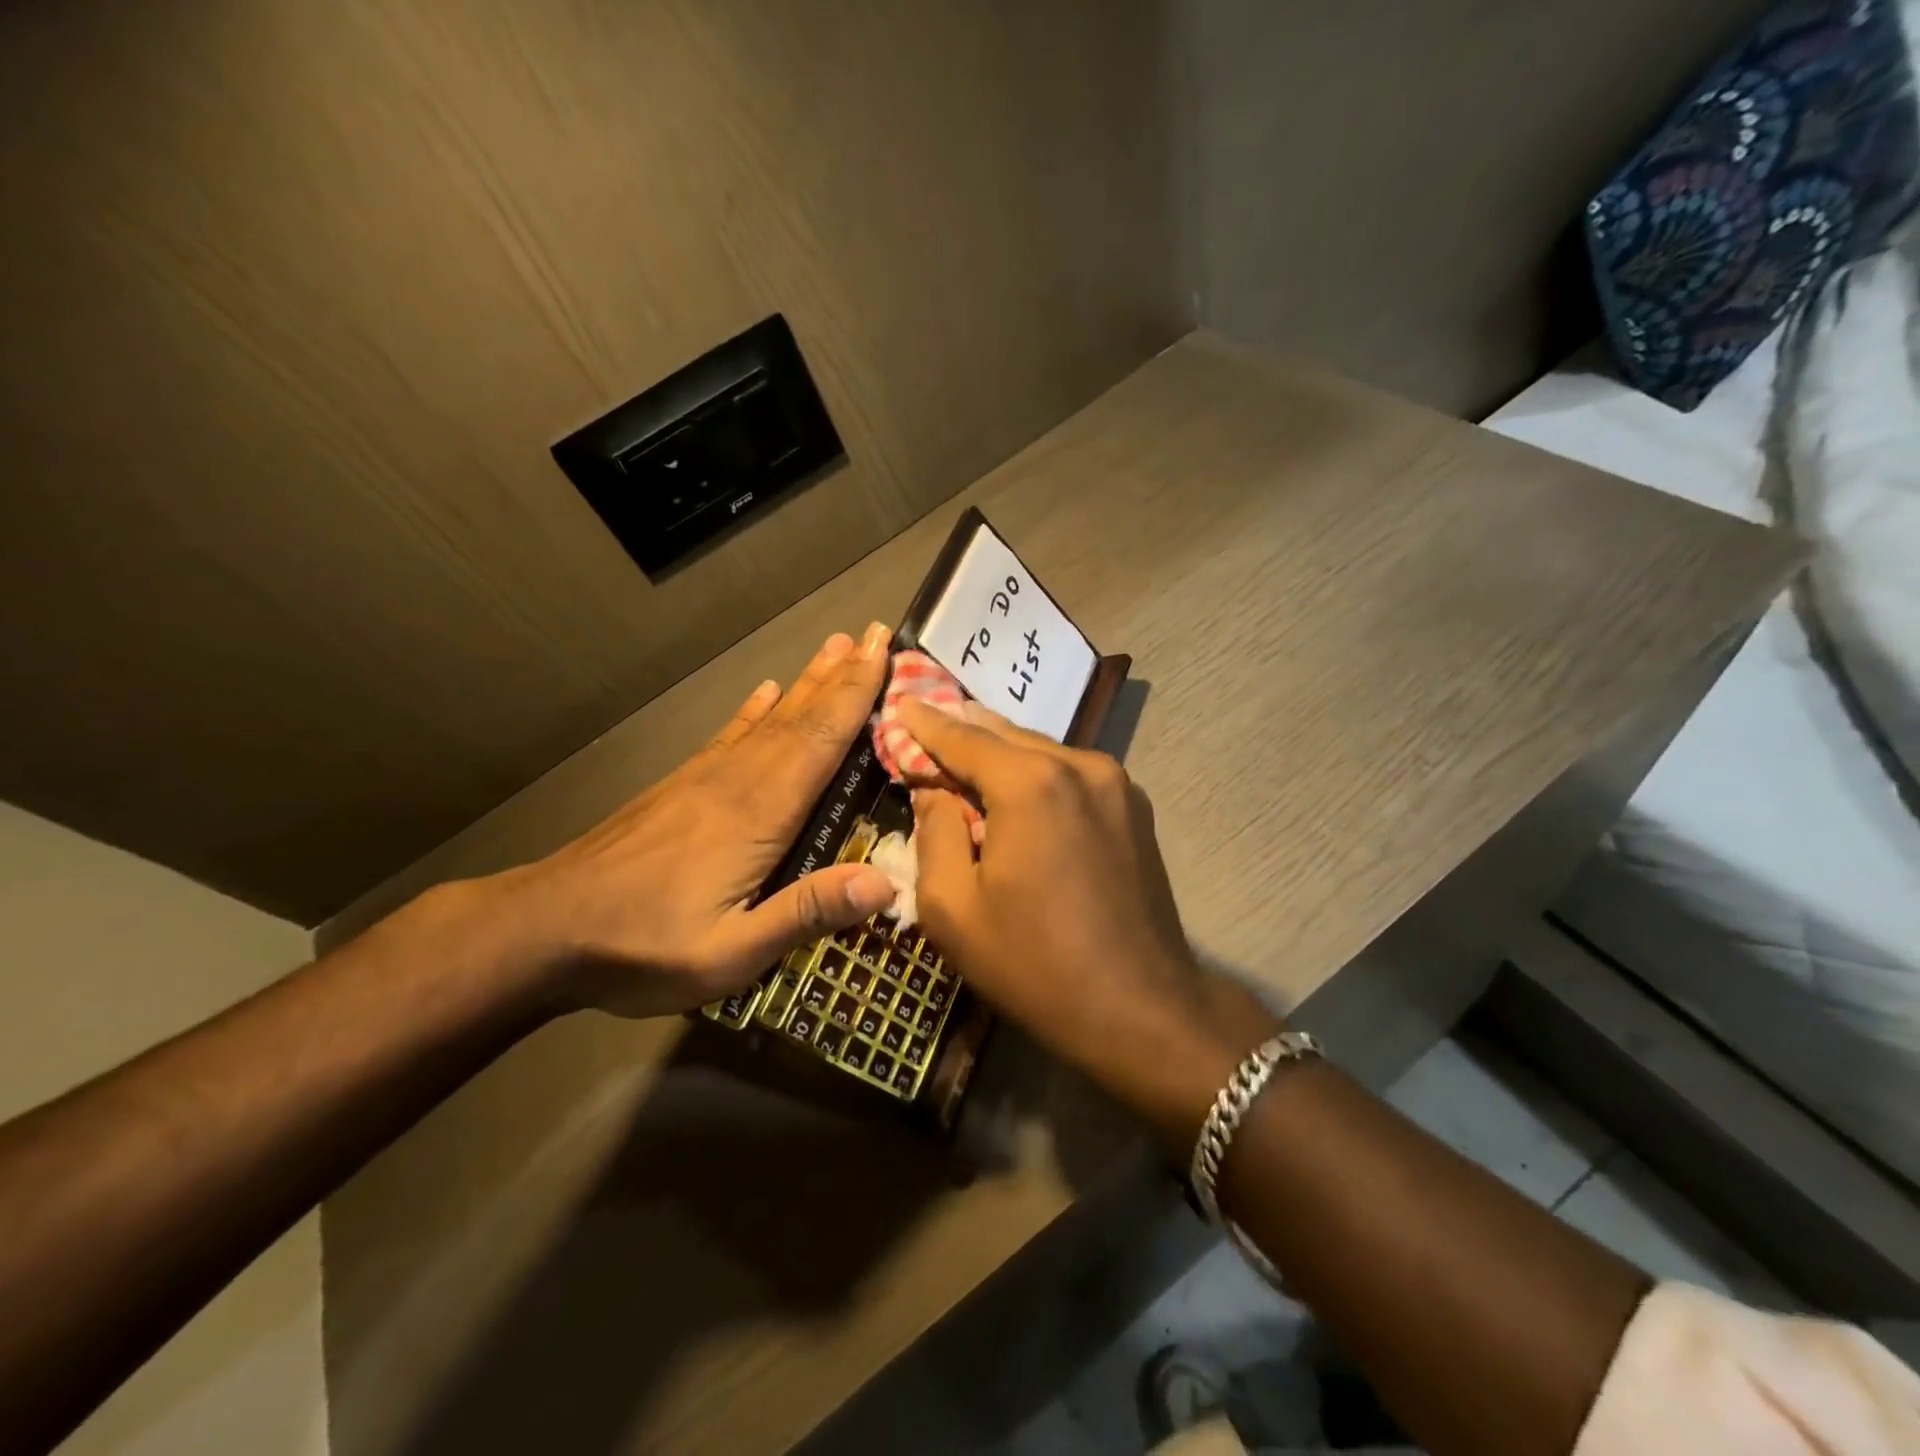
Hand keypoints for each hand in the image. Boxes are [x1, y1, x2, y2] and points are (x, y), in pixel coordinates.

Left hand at [494, 627, 898, 1019]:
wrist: (543, 928)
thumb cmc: (643, 946)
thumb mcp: (731, 951)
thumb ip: (806, 913)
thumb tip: (885, 880)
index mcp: (760, 812)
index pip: (821, 740)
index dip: (857, 695)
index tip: (884, 652)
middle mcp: (738, 779)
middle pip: (802, 717)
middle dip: (843, 675)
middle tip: (875, 633)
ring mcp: (706, 777)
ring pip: (770, 718)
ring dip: (808, 681)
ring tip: (835, 647)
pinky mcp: (682, 786)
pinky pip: (731, 734)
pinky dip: (755, 709)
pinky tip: (767, 691)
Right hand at [900, 700, 1280, 1140]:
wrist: (1141, 1010)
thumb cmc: (1034, 964)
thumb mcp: (953, 908)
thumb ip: (935, 831)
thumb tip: (934, 789)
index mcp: (1030, 783)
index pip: (962, 736)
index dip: (924, 722)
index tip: (898, 703)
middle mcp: (1079, 765)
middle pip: (1005, 734)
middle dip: (962, 730)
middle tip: (925, 724)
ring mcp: (1116, 783)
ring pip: (1042, 752)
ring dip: (1001, 754)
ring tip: (966, 758)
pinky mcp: (1135, 807)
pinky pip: (1071, 775)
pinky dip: (1037, 774)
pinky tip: (1018, 793)